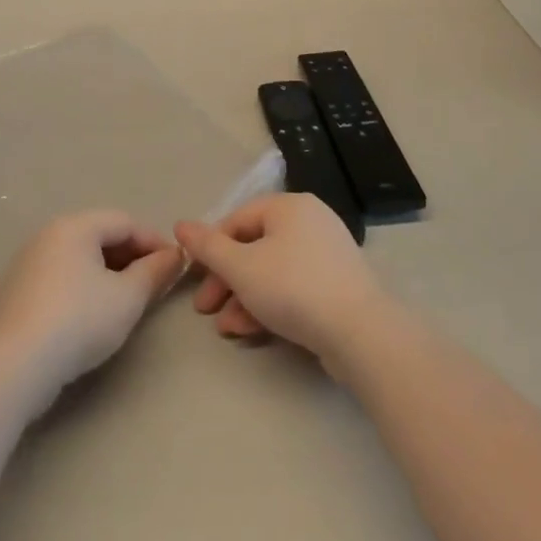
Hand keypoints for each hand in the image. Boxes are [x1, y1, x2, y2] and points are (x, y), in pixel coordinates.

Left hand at [0, 210, 182, 401]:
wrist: (15, 365)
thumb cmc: (79, 321)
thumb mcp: (128, 298)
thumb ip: (155, 272)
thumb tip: (174, 256)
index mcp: (75, 226)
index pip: (124, 222)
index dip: (154, 242)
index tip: (175, 267)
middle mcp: (48, 235)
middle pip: (99, 236)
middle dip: (131, 257)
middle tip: (154, 285)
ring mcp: (27, 262)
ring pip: (78, 258)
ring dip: (107, 273)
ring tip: (126, 301)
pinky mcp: (15, 291)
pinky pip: (59, 277)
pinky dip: (82, 287)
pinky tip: (91, 315)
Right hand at [175, 193, 393, 365]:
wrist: (360, 333)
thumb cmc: (293, 288)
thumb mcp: (241, 267)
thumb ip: (207, 247)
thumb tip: (180, 225)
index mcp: (289, 207)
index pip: (237, 220)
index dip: (210, 249)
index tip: (194, 279)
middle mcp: (310, 222)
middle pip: (254, 247)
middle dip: (226, 280)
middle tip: (205, 309)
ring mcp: (326, 254)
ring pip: (271, 271)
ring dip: (243, 298)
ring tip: (226, 328)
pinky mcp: (336, 285)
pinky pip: (293, 287)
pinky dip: (269, 305)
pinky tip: (250, 331)